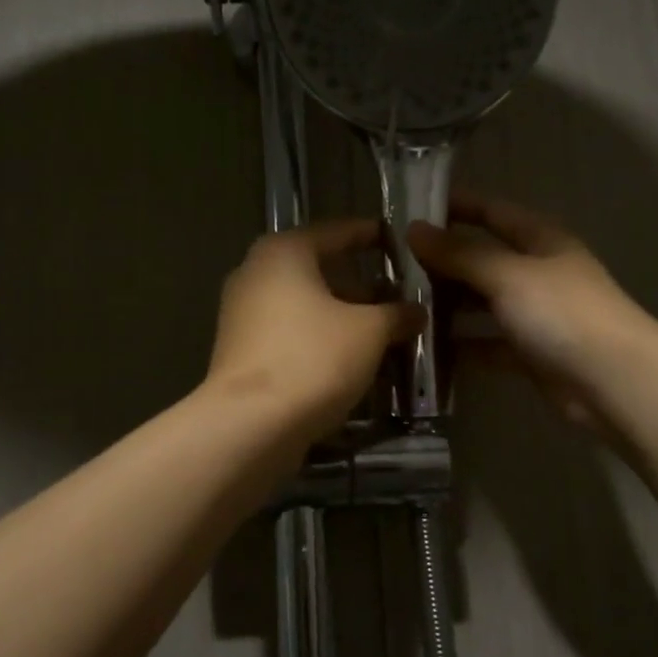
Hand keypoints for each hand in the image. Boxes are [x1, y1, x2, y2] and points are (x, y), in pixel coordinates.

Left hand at [206, 219, 422, 441]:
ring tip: (380, 331)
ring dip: (341, 316)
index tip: (396, 240)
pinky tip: (349, 359)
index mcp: (284, 252)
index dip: (370, 235)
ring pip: (304, 305)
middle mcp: (256, 273)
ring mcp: (242, 314)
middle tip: (395, 295)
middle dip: (358, 284)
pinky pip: (290, 333)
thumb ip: (396, 314)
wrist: (251, 424)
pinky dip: (319, 339)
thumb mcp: (369, 332)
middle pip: (318, 270)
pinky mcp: (240, 351)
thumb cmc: (314, 358)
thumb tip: (417, 311)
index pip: (337, 231)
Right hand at [408, 193, 653, 432]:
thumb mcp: (507, 274)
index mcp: (541, 241)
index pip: (494, 212)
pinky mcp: (532, 355)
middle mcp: (539, 274)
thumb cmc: (562, 311)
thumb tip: (413, 229)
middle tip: (393, 267)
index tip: (414, 208)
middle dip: (444, 262)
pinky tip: (427, 349)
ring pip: (484, 305)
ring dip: (450, 306)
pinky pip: (489, 345)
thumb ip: (459, 254)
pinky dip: (464, 347)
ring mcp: (536, 316)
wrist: (612, 380)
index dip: (458, 206)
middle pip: (485, 261)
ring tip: (403, 307)